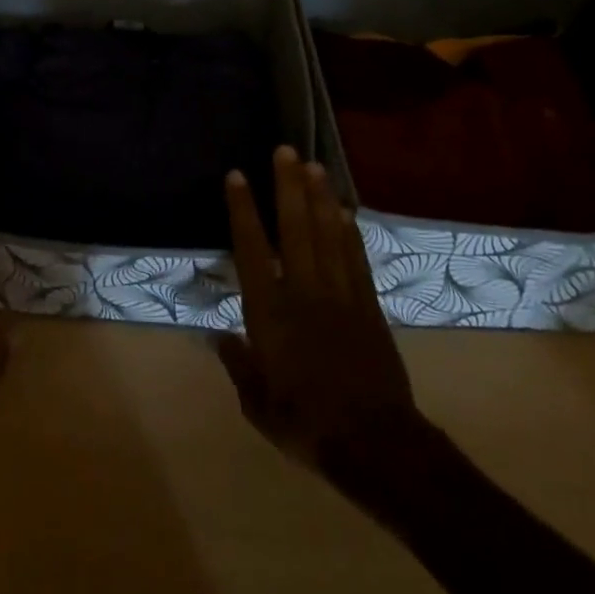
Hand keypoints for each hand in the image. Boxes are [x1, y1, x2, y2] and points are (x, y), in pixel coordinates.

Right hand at [217, 146, 432, 475]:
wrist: (375, 444)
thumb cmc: (306, 424)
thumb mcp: (257, 404)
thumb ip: (238, 365)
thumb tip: (219, 337)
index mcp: (271, 313)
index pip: (252, 250)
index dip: (243, 210)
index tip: (237, 176)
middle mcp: (304, 292)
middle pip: (295, 229)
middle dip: (288, 186)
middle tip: (285, 150)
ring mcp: (341, 295)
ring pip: (328, 235)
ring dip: (320, 197)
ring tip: (314, 165)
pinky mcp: (368, 306)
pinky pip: (356, 259)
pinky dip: (348, 231)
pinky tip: (343, 210)